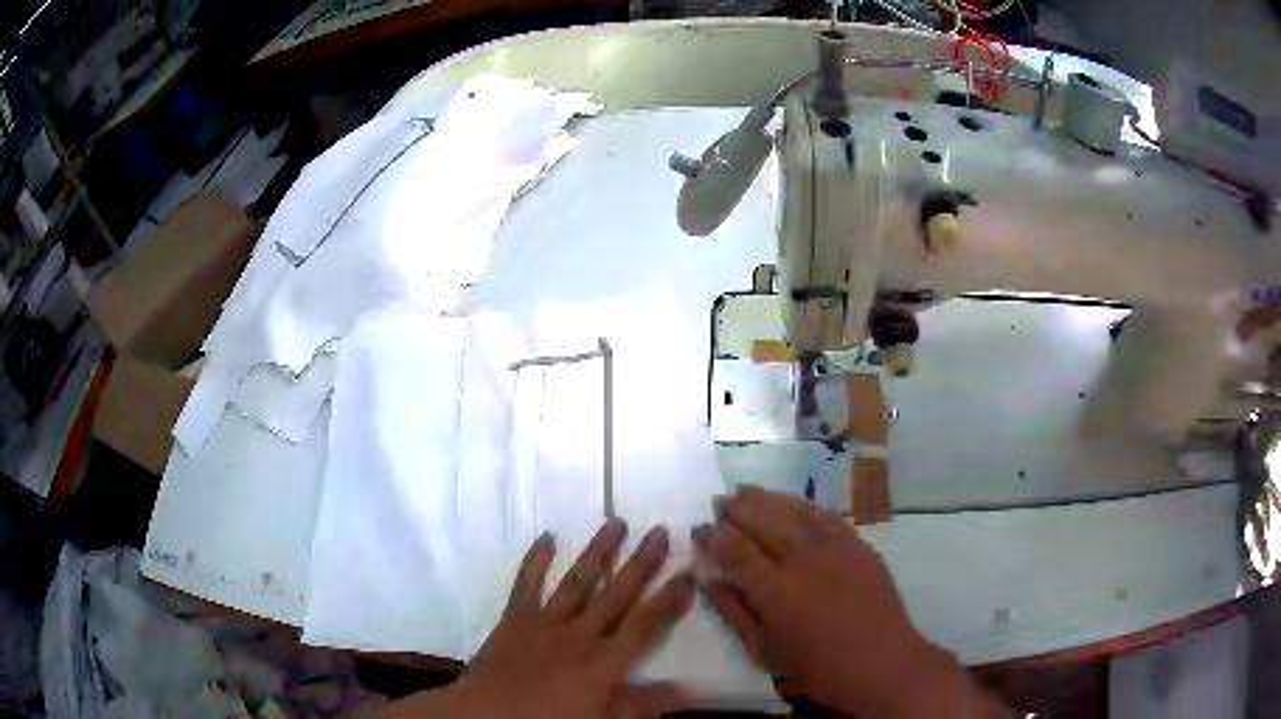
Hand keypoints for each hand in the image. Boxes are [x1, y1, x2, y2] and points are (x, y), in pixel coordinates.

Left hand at [391, 520, 695, 718]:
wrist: (489, 716)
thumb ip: (644, 703)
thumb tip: (689, 689)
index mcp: (605, 661)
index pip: (646, 624)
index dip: (670, 599)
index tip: (689, 571)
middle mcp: (580, 633)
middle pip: (617, 593)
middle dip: (642, 563)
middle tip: (660, 531)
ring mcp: (546, 621)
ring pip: (578, 581)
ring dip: (598, 552)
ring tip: (616, 522)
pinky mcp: (515, 618)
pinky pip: (526, 584)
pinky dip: (535, 560)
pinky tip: (546, 537)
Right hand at [693, 486, 999, 716]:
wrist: (879, 660)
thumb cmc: (815, 666)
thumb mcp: (764, 649)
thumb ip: (733, 610)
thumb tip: (708, 578)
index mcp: (774, 590)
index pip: (736, 551)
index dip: (714, 537)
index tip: (699, 529)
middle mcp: (802, 560)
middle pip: (764, 523)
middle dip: (737, 509)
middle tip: (719, 502)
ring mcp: (834, 548)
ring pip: (794, 512)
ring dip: (767, 499)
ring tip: (746, 490)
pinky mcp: (857, 544)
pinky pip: (826, 516)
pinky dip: (804, 505)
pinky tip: (791, 501)